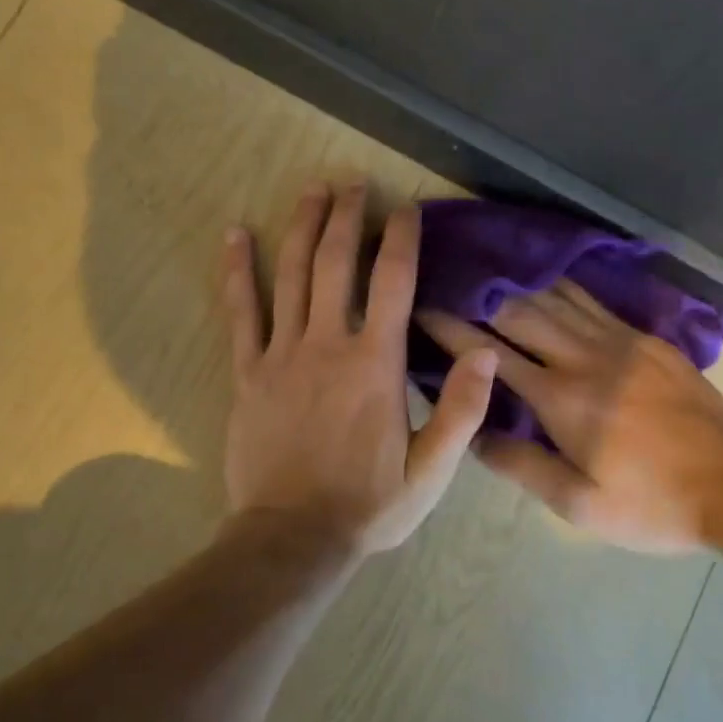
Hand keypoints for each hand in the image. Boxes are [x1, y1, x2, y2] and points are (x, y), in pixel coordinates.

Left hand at [222, 182, 496, 554]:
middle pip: (338, 264)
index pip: (393, 283)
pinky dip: (238, 271)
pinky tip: (235, 236)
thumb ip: (462, 411)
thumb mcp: (433, 471)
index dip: (400, 238)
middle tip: (353, 182)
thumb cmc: (369, 505)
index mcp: (376, 364)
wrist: (293, 538)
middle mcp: (328, 345)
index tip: (404, 207)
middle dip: (348, 217)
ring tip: (312, 190)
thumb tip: (486, 353)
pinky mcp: (248, 373)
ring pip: (292, 276)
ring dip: (303, 228)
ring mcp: (282, 355)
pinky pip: (240, 312)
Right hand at [418, 283, 722, 553]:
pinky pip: (595, 303)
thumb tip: (475, 435)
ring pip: (559, 299)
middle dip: (479, 295)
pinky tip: (547, 278)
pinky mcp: (649, 341)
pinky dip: (563, 287)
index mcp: (563, 399)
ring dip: (519, 283)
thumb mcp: (580, 505)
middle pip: (522, 313)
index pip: (493, 354)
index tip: (424, 308)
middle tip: (448, 277)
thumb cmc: (652, 505)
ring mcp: (622, 342)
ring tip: (488, 268)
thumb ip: (522, 466)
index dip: (454, 329)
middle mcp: (587, 357)